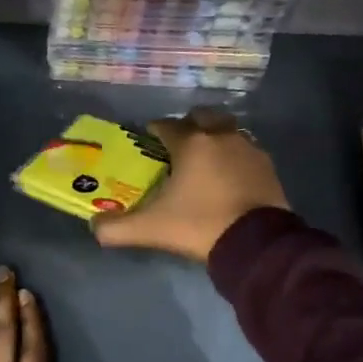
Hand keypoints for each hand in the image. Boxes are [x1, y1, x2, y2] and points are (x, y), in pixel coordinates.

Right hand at [93, 109, 289, 262]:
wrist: (256, 244)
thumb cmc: (199, 226)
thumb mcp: (151, 229)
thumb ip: (116, 228)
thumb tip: (94, 226)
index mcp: (191, 143)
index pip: (167, 125)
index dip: (154, 131)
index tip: (147, 142)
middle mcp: (221, 136)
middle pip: (202, 117)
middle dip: (189, 125)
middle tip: (178, 146)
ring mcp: (249, 149)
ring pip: (227, 131)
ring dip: (215, 138)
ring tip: (204, 161)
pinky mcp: (268, 167)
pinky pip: (246, 152)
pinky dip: (234, 157)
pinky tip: (229, 176)